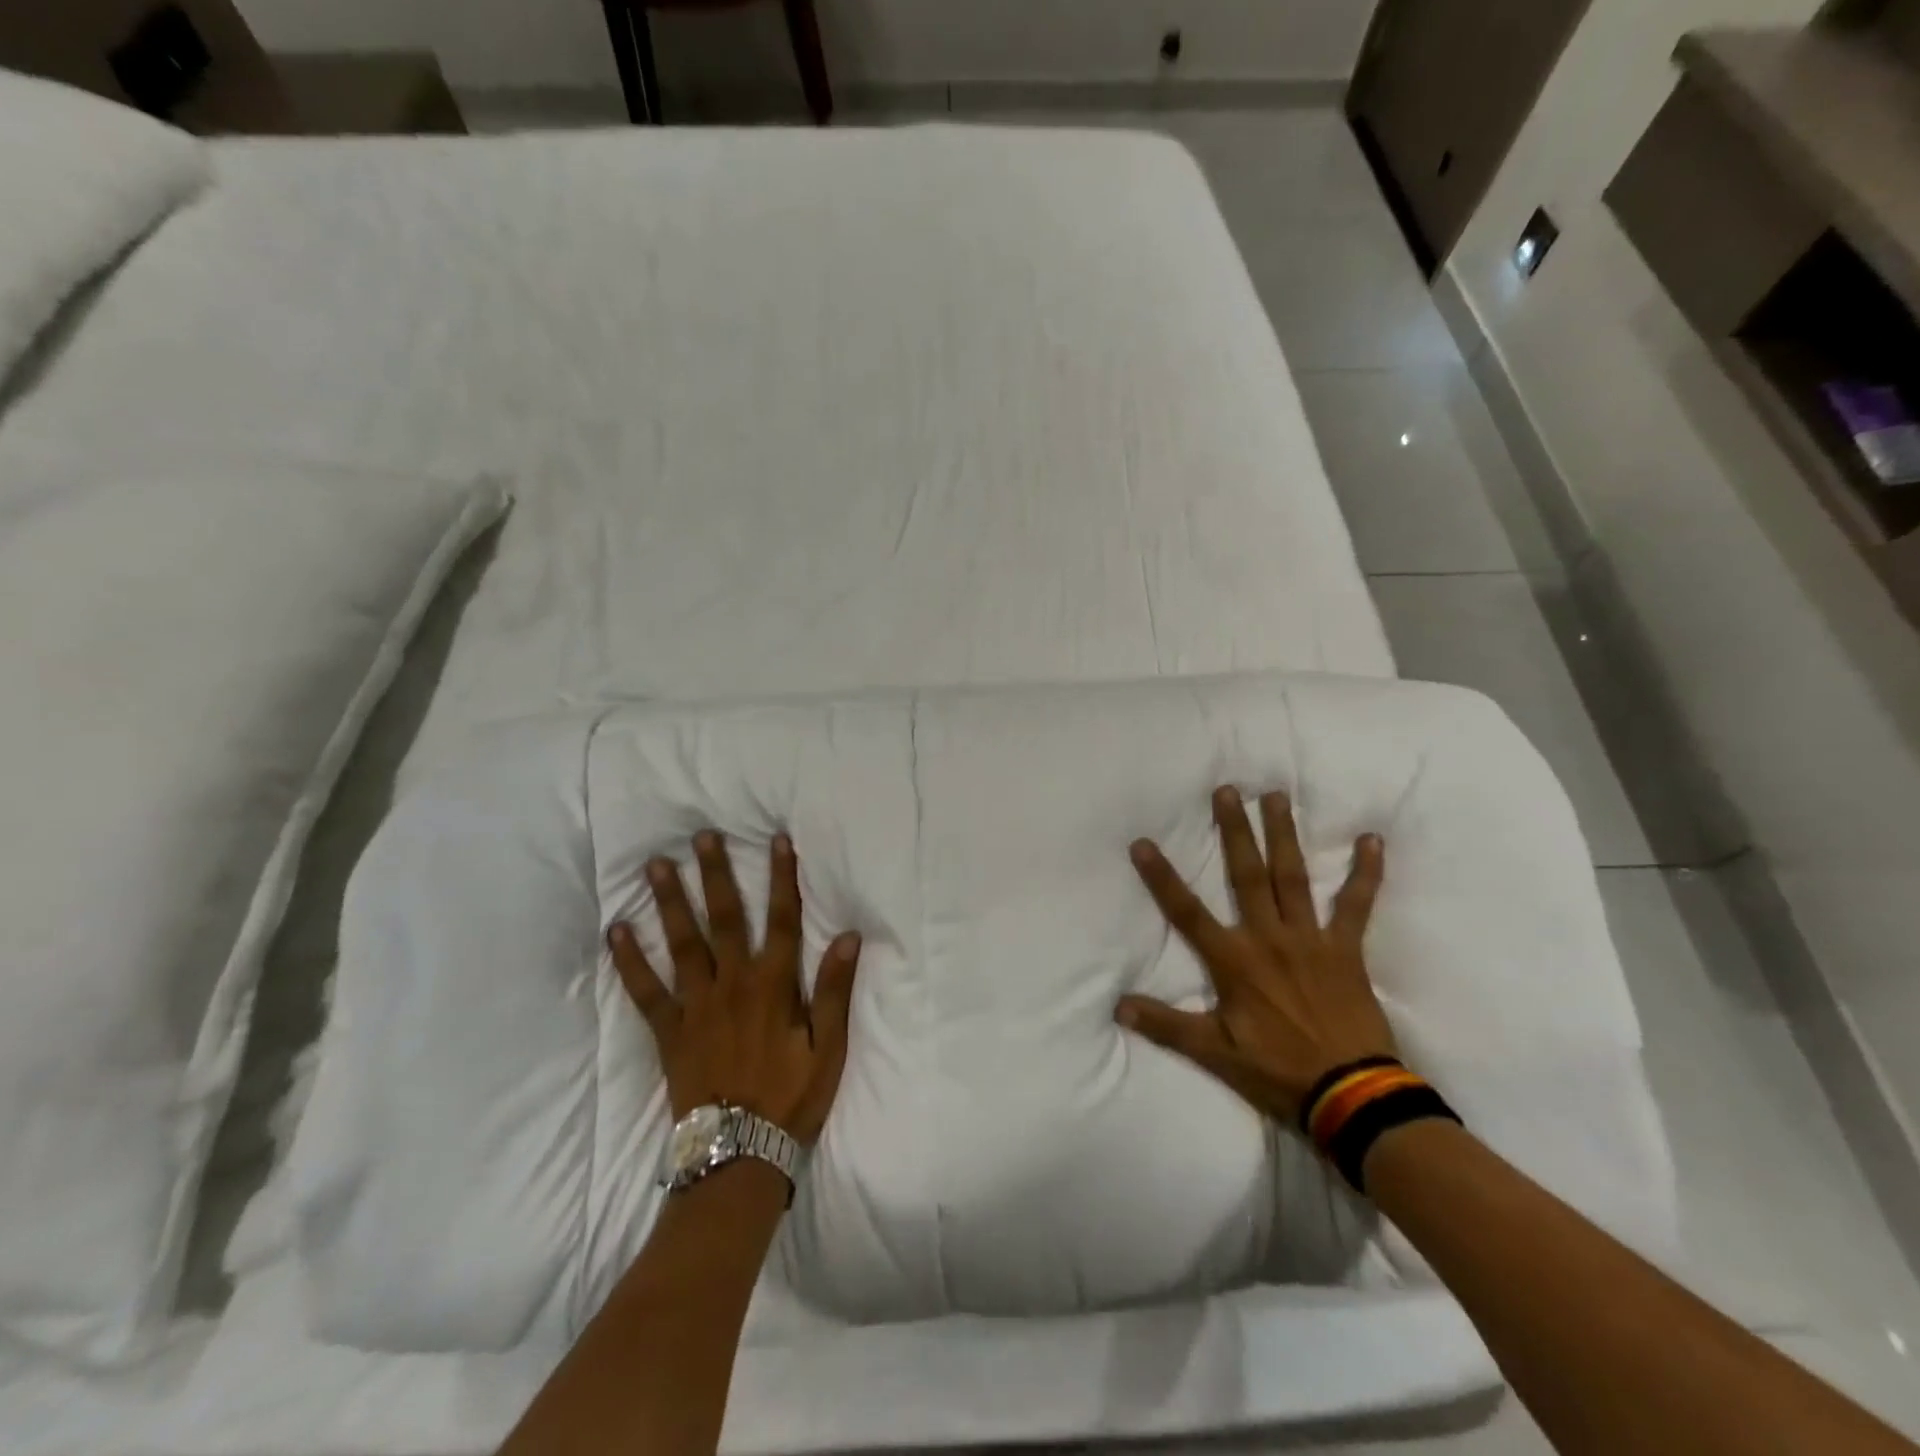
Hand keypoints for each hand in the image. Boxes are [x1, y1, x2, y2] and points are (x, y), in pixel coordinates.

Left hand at [606, 830, 861, 1146]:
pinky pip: (645, 990)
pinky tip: (616, 931)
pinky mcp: (669, 1030)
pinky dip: (629, 960)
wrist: (739, 1153)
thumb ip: (835, 990)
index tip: (776, 840)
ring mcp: (696, 1005)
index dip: (781, 878)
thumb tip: (847, 936)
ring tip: (656, 866)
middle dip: (715, 874)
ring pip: (682, 942)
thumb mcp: (828, 1048)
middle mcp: (733, 983)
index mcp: (774, 985)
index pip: (781, 919)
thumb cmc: (792, 1097)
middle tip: (701, 837)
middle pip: (724, 918)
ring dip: (669, 902)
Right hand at [1117, 787, 1395, 1125]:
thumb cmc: (1277, 1070)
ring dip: (1284, 835)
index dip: (1162, 877)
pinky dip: (1366, 873)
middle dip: (1234, 831)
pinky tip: (1373, 840)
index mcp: (1233, 960)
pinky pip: (1357, 905)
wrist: (1351, 1095)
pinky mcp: (1346, 949)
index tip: (1142, 842)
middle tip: (1227, 791)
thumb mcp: (1213, 1052)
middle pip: (1246, 875)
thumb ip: (1166, 1025)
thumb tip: (1117, 1006)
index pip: (1187, 912)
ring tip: (1276, 796)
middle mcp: (1268, 938)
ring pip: (1293, 877)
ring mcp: (1310, 939)